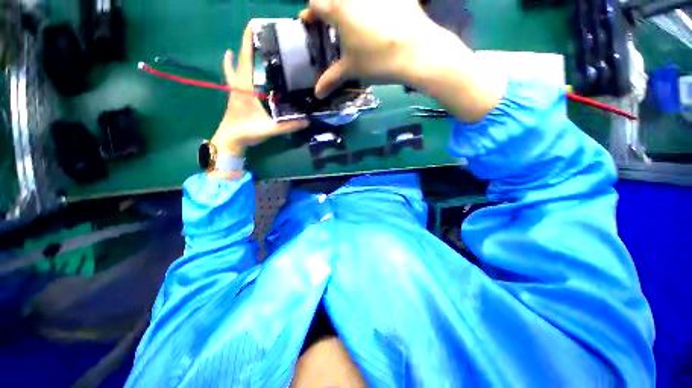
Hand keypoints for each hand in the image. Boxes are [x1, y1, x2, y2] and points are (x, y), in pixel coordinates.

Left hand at [211, 27, 308, 158]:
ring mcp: (234, 91)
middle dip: (245, 45)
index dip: (248, 43)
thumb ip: (289, 126)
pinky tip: (233, 64)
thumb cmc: (247, 132)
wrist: (229, 140)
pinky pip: (233, 78)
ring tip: (245, 46)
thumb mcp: (270, 129)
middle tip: (254, 33)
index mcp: (245, 88)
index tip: (252, 25)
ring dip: (238, 56)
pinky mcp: (234, 97)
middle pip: (239, 60)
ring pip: (234, 68)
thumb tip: (307, 121)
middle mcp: (238, 85)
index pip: (246, 60)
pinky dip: (232, 68)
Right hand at [301, 0, 462, 97]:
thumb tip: (317, 94)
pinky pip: (377, 2)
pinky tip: (380, 21)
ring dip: (350, 8)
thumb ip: (331, 79)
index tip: (311, 25)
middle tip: (334, 27)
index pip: (315, 5)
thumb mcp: (351, 70)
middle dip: (330, 10)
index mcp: (338, 9)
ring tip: (356, 25)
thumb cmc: (376, 61)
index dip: (311, 15)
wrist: (415, 51)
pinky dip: (374, 8)